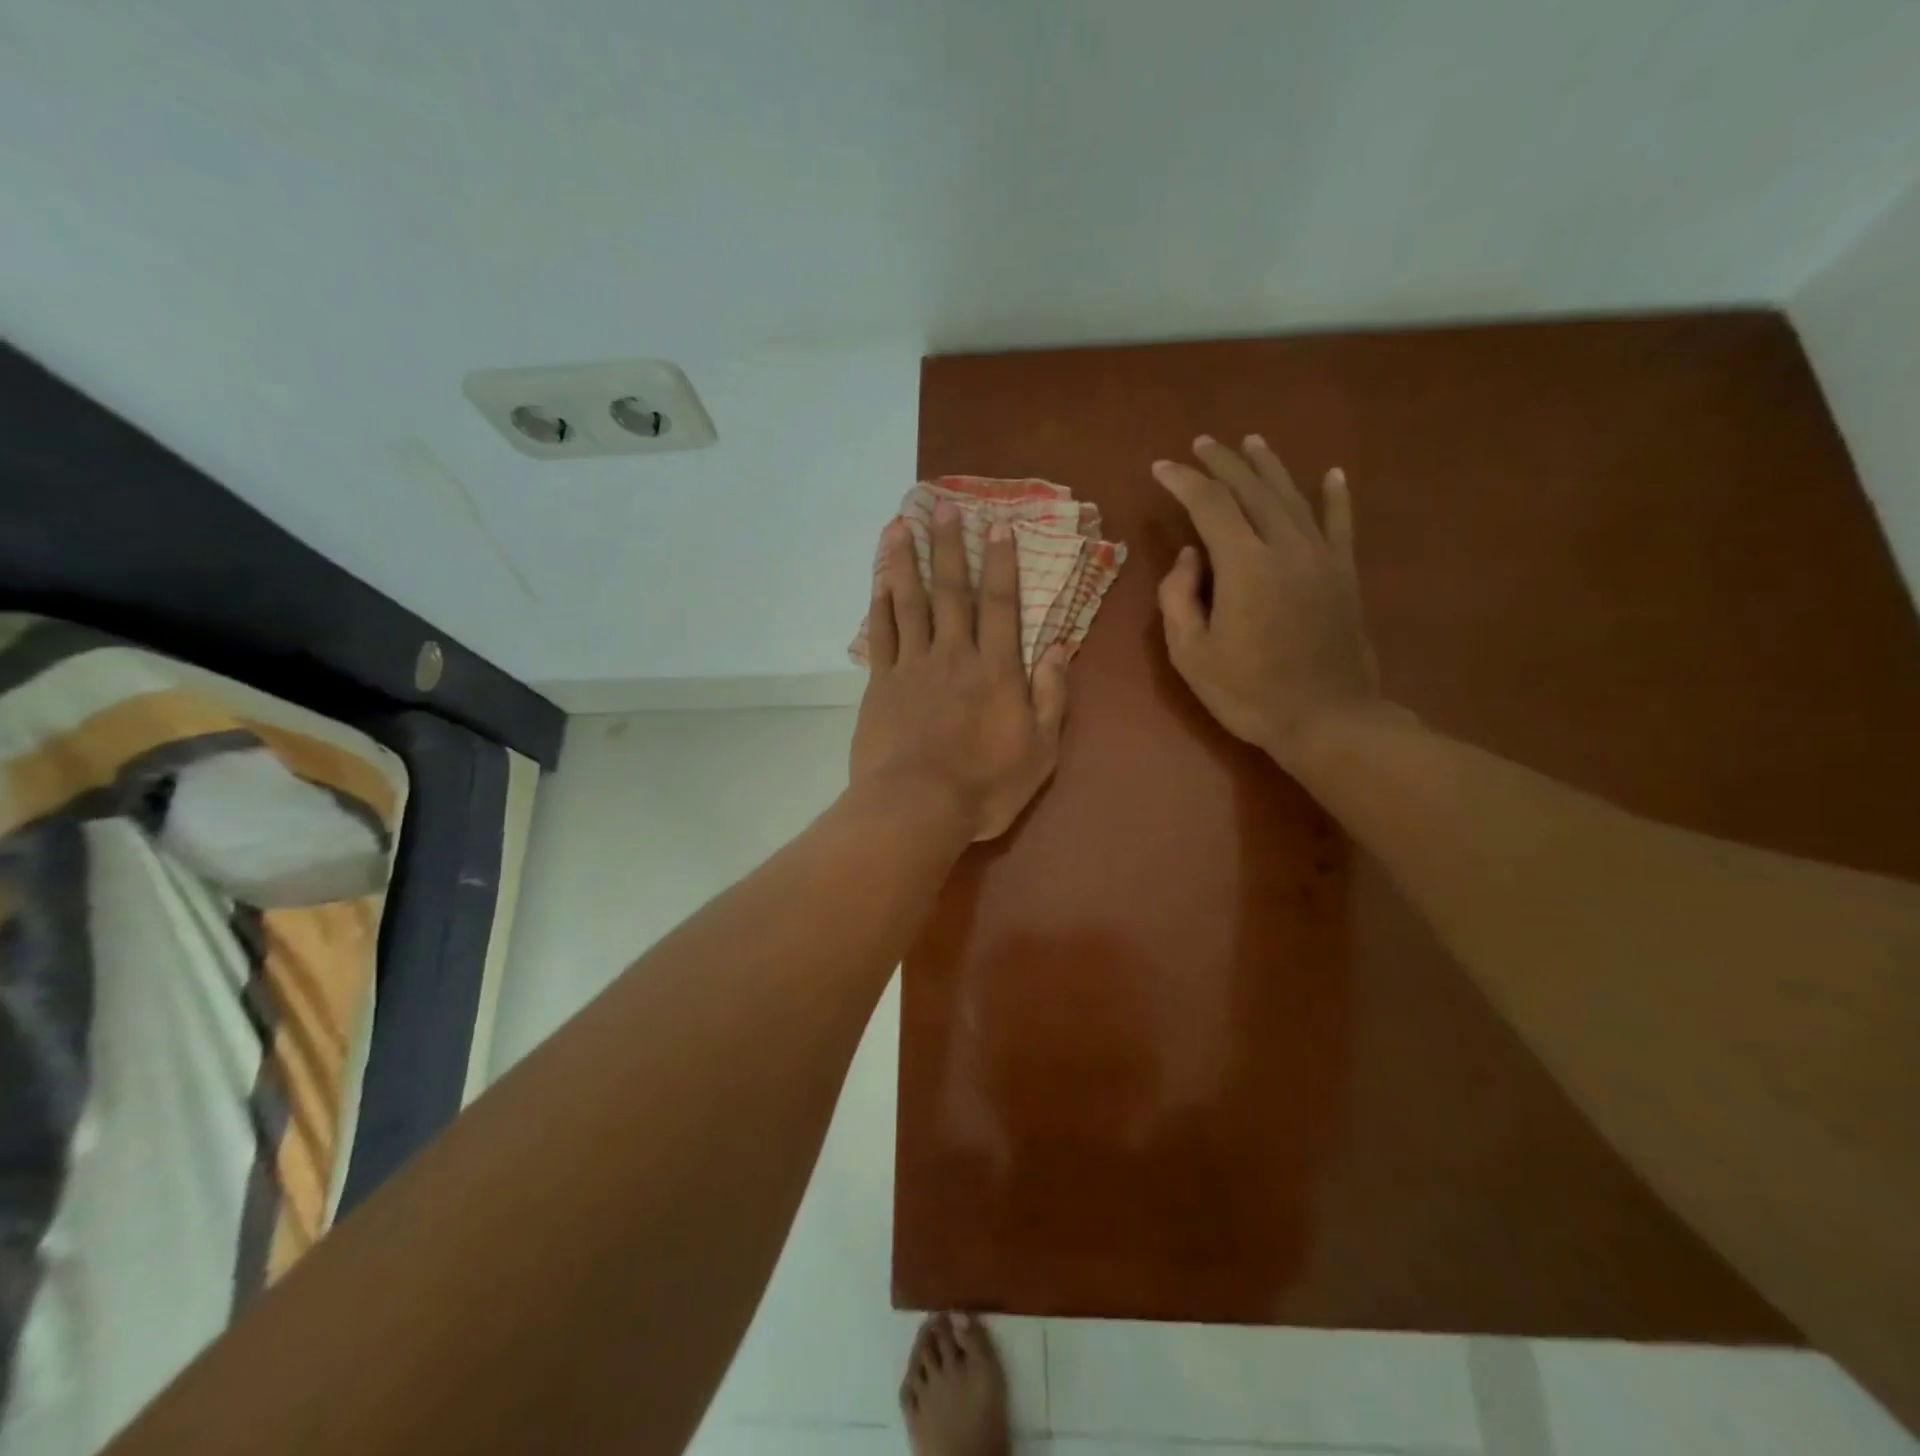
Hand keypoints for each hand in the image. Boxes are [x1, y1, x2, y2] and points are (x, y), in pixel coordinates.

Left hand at [852, 504, 1069, 840]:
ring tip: (901, 525)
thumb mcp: (1040, 750)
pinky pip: (881, 636)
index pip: (1001, 604)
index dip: (1001, 563)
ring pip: (911, 603)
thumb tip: (1060, 650)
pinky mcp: (881, 684)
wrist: (917, 807)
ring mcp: (913, 667)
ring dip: (907, 562)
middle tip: (943, 506)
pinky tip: (879, 582)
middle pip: (953, 592)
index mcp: (997, 670)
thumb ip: (1052, 697)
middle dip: (951, 547)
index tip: (997, 525)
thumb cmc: (985, 786)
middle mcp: (955, 656)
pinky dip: (880, 606)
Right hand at [1154, 435, 1383, 765]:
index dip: (1182, 481)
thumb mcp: (1190, 654)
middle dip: (1222, 462)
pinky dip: (1335, 495)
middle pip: (1252, 489)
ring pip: (1293, 495)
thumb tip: (1190, 556)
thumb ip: (1178, 598)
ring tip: (1250, 442)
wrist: (1327, 718)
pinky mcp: (1344, 573)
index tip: (1161, 468)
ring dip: (1268, 466)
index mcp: (1244, 565)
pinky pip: (1340, 522)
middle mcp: (1285, 546)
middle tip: (1201, 444)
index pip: (1209, 504)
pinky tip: (1332, 473)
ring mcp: (1321, 556)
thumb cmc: (1248, 693)